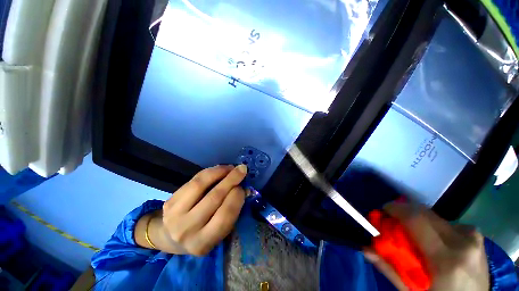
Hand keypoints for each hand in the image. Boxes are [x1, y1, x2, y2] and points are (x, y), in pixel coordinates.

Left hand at [136, 165, 247, 255]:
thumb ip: (230, 211)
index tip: (243, 187)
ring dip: (219, 172)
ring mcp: (175, 215)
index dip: (237, 197)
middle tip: (242, 169)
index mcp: (204, 243)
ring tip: (230, 168)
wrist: (171, 238)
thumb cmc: (202, 234)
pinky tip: (218, 170)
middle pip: (214, 197)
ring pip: (200, 185)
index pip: (224, 216)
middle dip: (231, 180)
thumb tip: (243, 188)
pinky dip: (209, 172)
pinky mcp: (169, 202)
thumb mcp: (218, 231)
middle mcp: (187, 231)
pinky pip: (192, 181)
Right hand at [364, 202, 488, 290]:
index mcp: (446, 259)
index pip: (416, 219)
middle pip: (425, 213)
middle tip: (395, 223)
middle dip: (405, 213)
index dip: (396, 209)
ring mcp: (473, 237)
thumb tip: (365, 248)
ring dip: (419, 222)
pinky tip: (435, 241)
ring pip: (435, 217)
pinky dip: (434, 227)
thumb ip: (390, 268)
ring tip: (415, 236)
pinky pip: (447, 223)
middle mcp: (462, 242)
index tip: (384, 210)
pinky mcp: (476, 235)